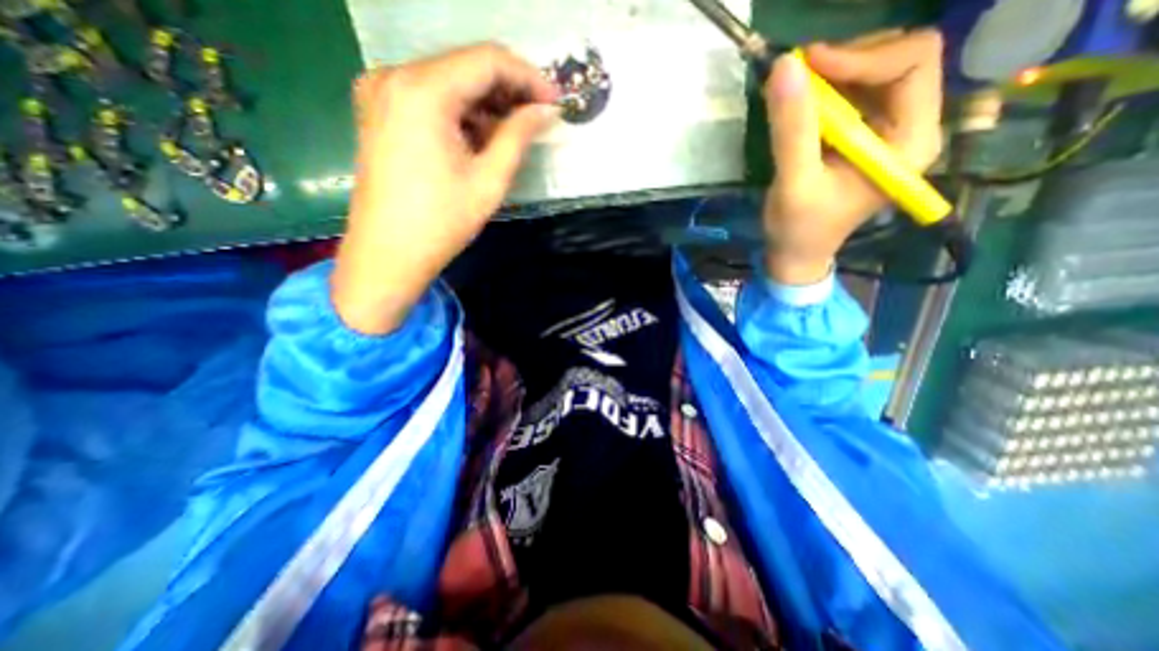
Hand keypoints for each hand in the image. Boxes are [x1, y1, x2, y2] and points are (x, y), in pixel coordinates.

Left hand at [331, 43, 560, 335]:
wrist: (388, 254)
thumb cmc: (441, 222)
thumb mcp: (489, 180)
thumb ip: (519, 136)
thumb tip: (546, 112)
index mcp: (423, 91)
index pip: (487, 60)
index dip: (528, 77)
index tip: (554, 102)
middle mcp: (395, 76)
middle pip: (466, 66)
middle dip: (508, 91)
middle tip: (537, 119)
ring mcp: (382, 92)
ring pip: (449, 81)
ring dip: (485, 104)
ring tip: (511, 135)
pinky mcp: (380, 111)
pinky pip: (430, 97)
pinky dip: (461, 112)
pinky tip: (479, 138)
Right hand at [767, 29, 943, 285]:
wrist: (795, 253)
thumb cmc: (799, 227)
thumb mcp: (794, 182)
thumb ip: (792, 130)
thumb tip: (784, 67)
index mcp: (909, 141)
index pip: (913, 62)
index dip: (862, 55)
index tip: (808, 66)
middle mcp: (910, 126)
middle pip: (898, 58)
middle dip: (846, 61)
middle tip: (798, 78)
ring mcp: (887, 130)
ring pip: (874, 71)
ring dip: (832, 74)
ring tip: (792, 92)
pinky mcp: (863, 136)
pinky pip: (853, 94)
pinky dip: (824, 90)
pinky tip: (797, 106)